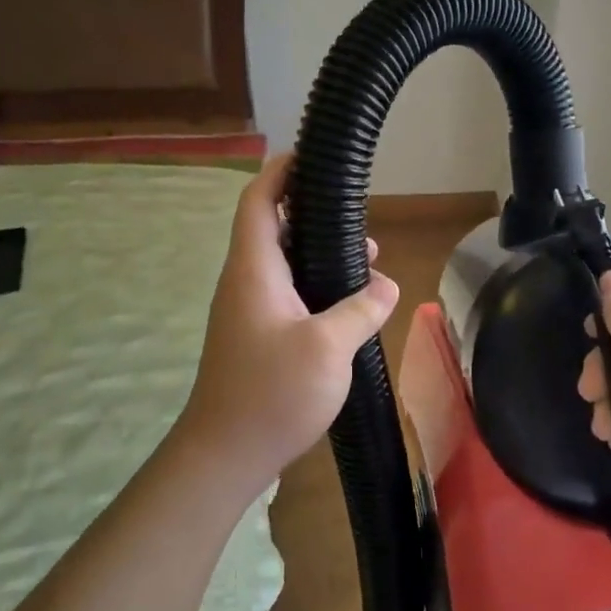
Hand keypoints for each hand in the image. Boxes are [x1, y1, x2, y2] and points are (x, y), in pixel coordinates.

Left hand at [176, 153, 399, 489]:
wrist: (224, 455)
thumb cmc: (271, 393)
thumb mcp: (329, 347)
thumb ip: (361, 308)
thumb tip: (386, 284)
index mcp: (254, 270)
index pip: (258, 201)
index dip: (280, 171)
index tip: (311, 155)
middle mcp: (245, 282)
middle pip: (272, 227)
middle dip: (313, 213)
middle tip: (357, 217)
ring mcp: (247, 311)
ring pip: (283, 263)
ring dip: (318, 253)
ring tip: (365, 259)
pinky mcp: (255, 336)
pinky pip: (286, 293)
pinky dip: (314, 284)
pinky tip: (347, 304)